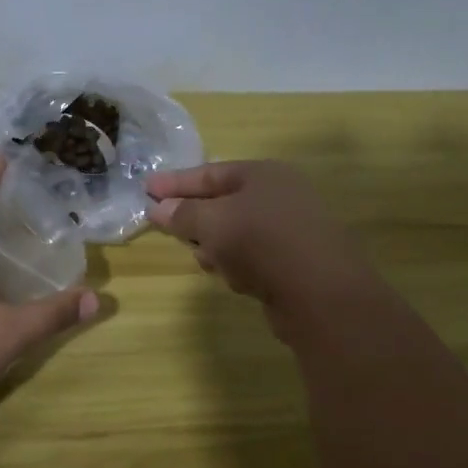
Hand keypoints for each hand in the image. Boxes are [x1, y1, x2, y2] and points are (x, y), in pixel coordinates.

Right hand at [147, 160, 381, 337]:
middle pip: (223, 203)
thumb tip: (159, 208)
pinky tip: (236, 279)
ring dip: (217, 247)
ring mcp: (291, 230)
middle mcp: (280, 196)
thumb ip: (182, 214)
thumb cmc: (261, 243)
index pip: (209, 173)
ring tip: (209, 261)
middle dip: (197, 220)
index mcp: (263, 174)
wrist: (322, 294)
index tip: (146, 188)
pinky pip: (253, 257)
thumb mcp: (212, 223)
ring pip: (236, 233)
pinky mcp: (296, 263)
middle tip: (169, 229)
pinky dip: (239, 265)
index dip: (175, 182)